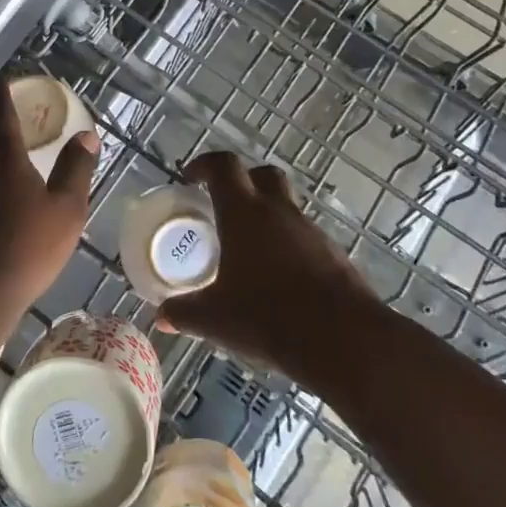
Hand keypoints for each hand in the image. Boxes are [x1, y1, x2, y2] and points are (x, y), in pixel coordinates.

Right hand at [156, 151, 380, 372]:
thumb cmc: (268, 318)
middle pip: (262, 174)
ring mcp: (311, 231)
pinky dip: (289, 245)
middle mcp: (279, 212)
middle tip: (223, 204)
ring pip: (286, 206)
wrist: (344, 341)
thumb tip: (161, 316)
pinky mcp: (335, 255)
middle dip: (242, 181)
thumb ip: (184, 313)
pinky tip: (279, 278)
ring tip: (250, 249)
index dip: (204, 165)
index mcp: (244, 213)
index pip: (223, 166)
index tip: (190, 177)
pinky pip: (305, 237)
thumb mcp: (215, 319)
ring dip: (267, 216)